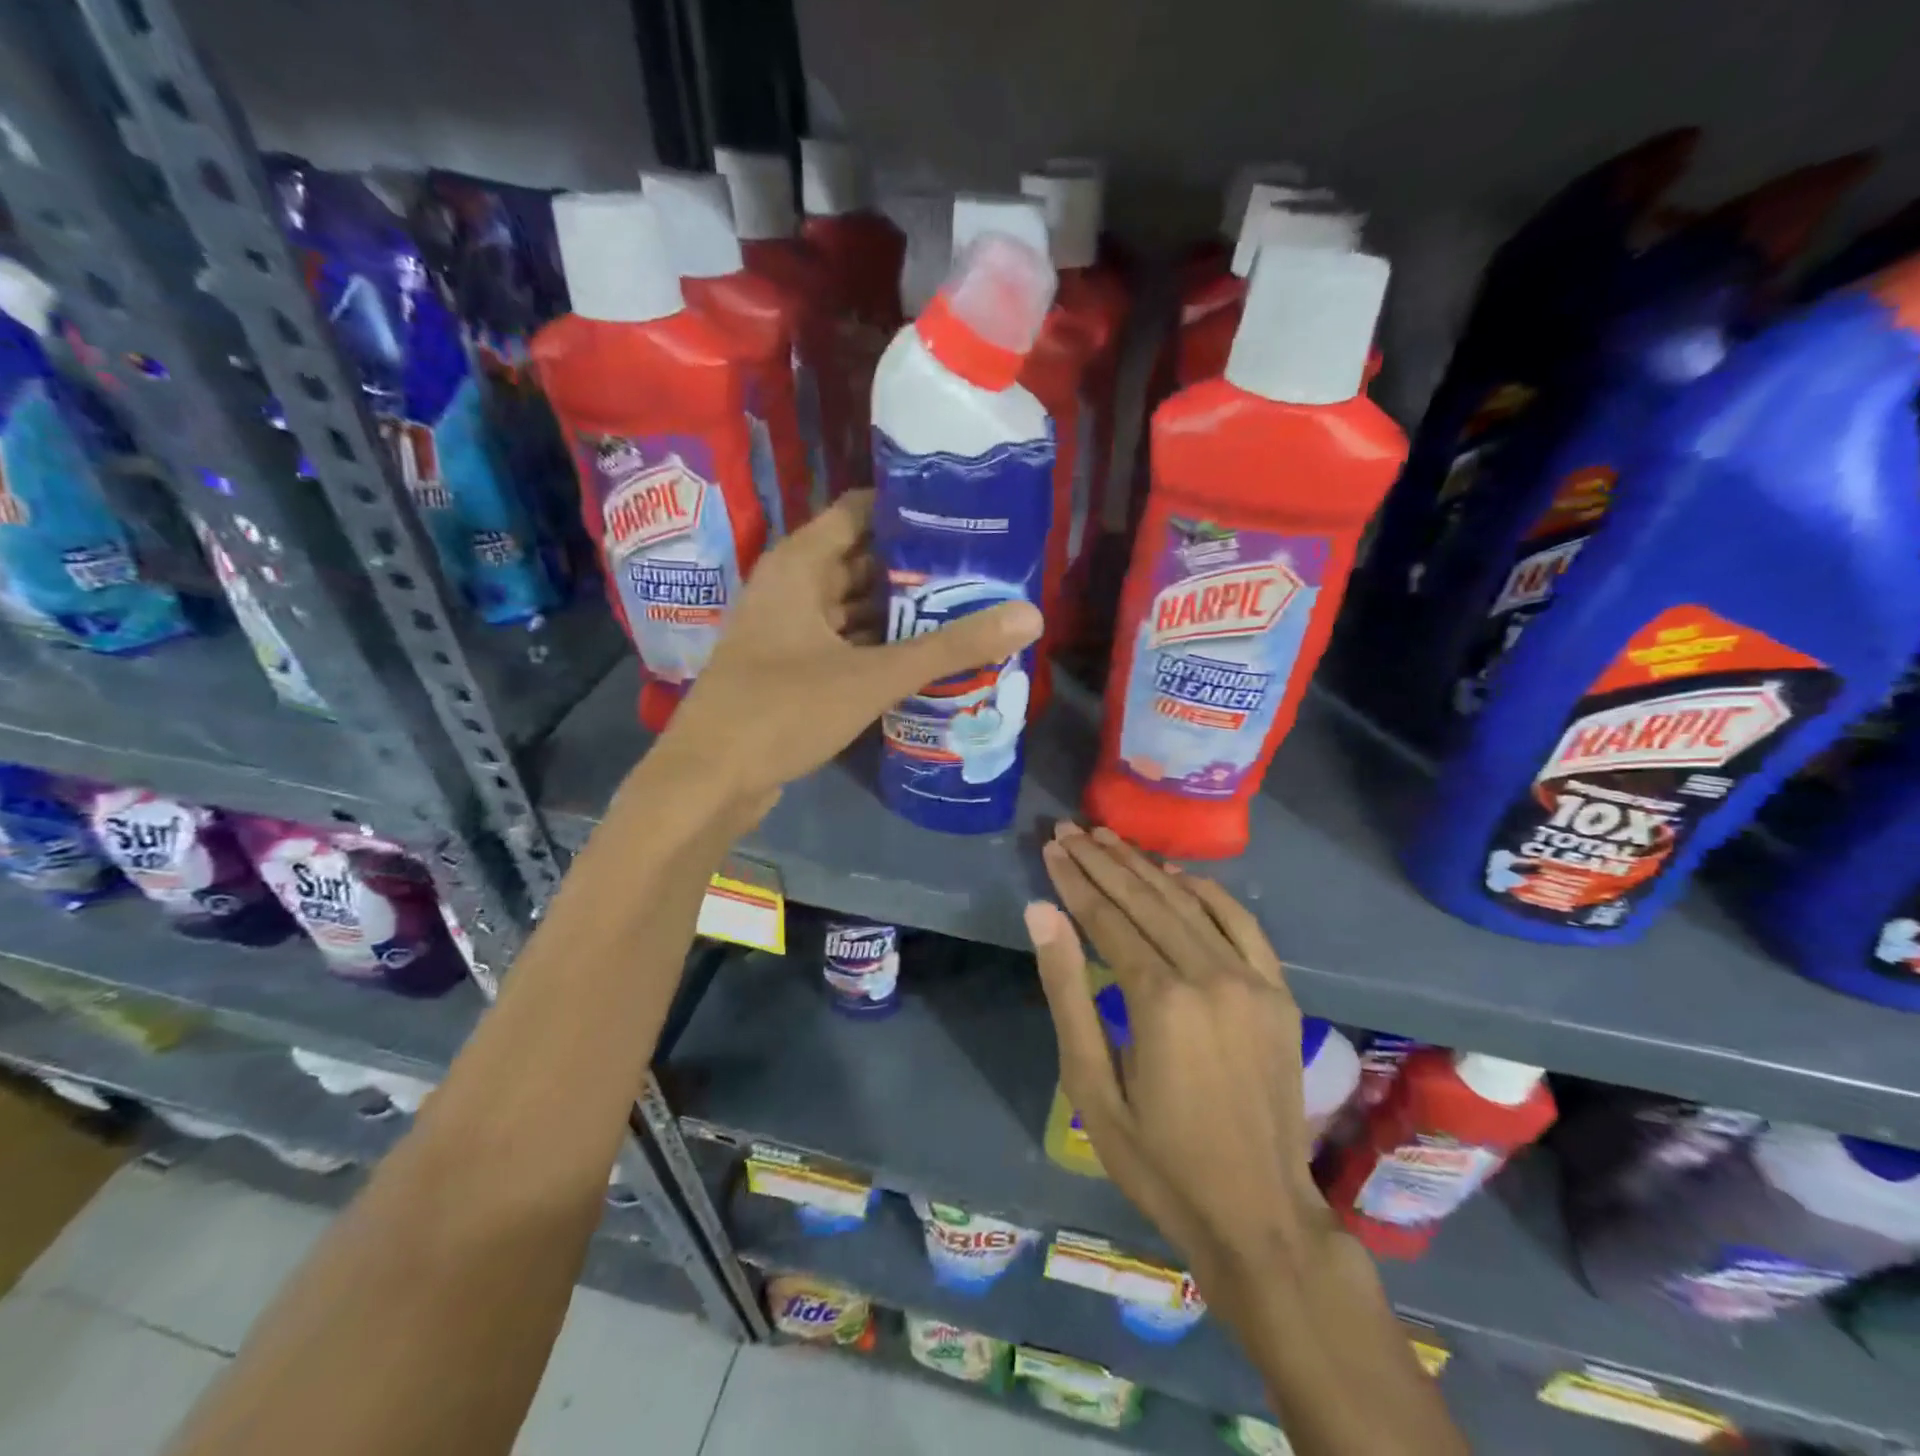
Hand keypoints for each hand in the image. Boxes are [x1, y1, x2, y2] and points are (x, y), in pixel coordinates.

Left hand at [648, 490, 1040, 821]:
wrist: (708, 781)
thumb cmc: (782, 710)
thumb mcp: (873, 676)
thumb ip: (949, 647)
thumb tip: (1030, 615)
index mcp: (800, 564)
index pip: (861, 511)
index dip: (911, 510)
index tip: (965, 517)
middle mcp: (792, 587)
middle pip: (864, 559)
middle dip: (918, 566)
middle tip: (982, 569)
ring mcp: (790, 630)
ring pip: (855, 605)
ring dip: (902, 610)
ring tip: (966, 608)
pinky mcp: (793, 669)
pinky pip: (846, 642)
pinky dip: (881, 645)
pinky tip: (925, 656)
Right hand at [1025, 824, 1328, 1282]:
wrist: (1259, 1216)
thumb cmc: (1160, 1160)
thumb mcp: (1093, 1086)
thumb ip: (1066, 993)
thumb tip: (1041, 913)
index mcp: (1160, 1000)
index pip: (1107, 919)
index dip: (1075, 881)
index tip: (1051, 847)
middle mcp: (1209, 975)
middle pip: (1146, 900)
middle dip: (1103, 862)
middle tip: (1069, 829)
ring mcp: (1251, 980)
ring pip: (1188, 903)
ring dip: (1145, 867)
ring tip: (1109, 839)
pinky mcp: (1278, 992)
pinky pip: (1241, 923)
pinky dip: (1208, 892)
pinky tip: (1178, 874)